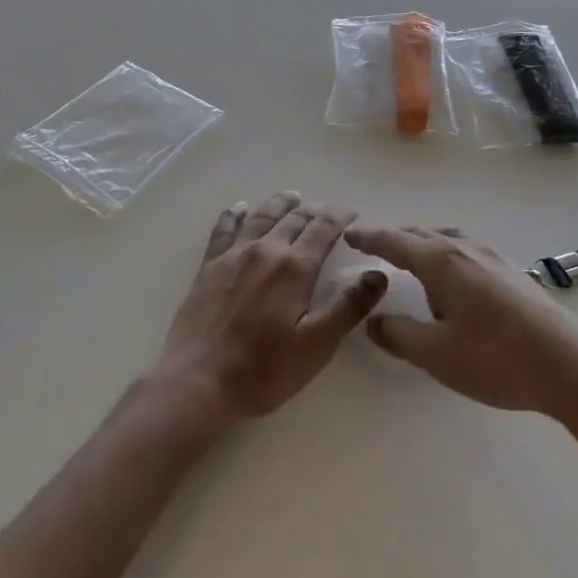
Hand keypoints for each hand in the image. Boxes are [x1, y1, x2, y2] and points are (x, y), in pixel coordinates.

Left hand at [151, 192, 387, 431]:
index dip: (340, 218)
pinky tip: (240, 207)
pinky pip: (224, 228)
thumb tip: (378, 273)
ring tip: (293, 197)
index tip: (352, 213)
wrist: (199, 380)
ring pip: (262, 216)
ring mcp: (234, 254)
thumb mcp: (316, 345)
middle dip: (314, 211)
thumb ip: (348, 306)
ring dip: (281, 204)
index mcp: (295, 267)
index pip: (323, 230)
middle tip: (326, 210)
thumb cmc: (264, 369)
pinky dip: (235, 214)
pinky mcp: (210, 265)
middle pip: (294, 219)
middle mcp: (266, 250)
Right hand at [345, 226, 577, 420]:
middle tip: (373, 245)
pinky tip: (453, 282)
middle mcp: (464, 249)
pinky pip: (465, 250)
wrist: (572, 369)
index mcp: (441, 262)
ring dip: (422, 245)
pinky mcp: (511, 272)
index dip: (369, 236)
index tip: (349, 232)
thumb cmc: (497, 360)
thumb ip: (398, 335)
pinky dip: (445, 255)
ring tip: (411, 263)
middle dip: (393, 238)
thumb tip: (373, 320)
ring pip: (445, 239)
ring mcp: (492, 257)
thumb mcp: (437, 355)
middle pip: (420, 235)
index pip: (394, 241)